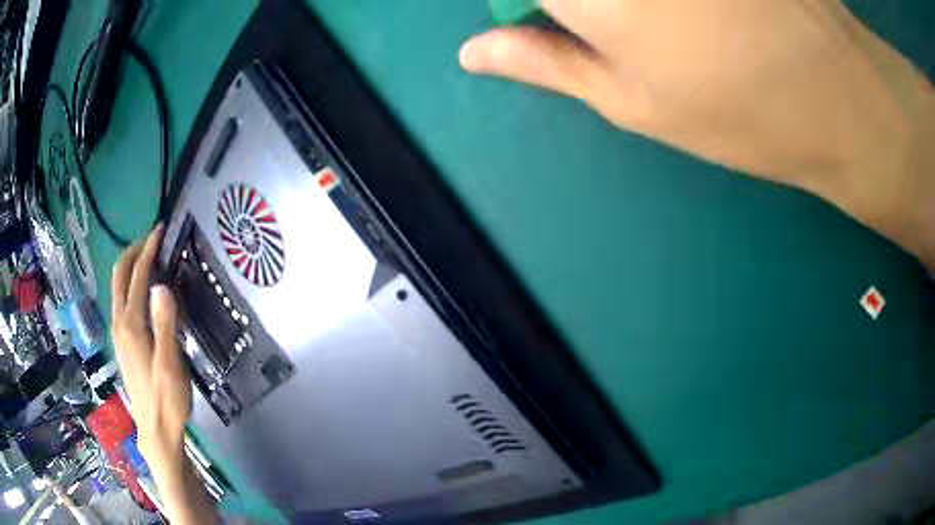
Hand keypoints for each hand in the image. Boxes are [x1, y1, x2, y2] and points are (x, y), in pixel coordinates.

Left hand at [111, 225, 189, 473]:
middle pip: (119, 276)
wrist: (155, 430)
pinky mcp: (123, 343)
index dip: (148, 250)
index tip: (160, 230)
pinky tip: (141, 291)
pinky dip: (129, 284)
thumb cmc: (167, 399)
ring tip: (148, 257)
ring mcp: (119, 334)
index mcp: (132, 325)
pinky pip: (121, 301)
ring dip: (130, 266)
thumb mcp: (170, 364)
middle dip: (134, 251)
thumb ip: (165, 324)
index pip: (137, 276)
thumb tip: (161, 285)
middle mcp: (120, 323)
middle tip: (152, 238)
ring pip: (118, 288)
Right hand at [460, 0, 933, 268]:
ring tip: (663, 28)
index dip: (521, 2)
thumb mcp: (634, 102)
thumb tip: (475, 51)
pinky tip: (695, 16)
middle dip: (570, 5)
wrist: (843, 95)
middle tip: (609, 22)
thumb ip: (544, 62)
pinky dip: (662, 3)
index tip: (541, 18)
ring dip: (619, 6)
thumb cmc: (743, 112)